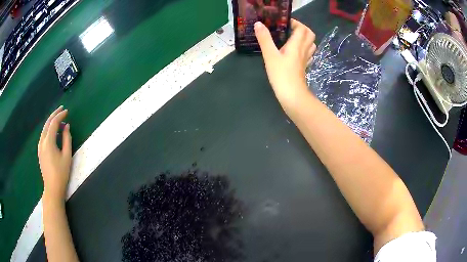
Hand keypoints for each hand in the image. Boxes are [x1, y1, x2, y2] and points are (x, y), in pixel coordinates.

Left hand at [38, 106, 71, 201]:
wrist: (52, 188)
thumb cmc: (61, 173)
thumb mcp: (67, 156)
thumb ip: (66, 139)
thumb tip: (66, 126)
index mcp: (48, 142)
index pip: (54, 123)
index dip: (60, 116)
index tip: (67, 112)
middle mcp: (42, 141)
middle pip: (47, 123)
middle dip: (54, 114)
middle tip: (62, 109)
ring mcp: (40, 146)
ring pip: (44, 129)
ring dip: (51, 122)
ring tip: (60, 121)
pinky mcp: (40, 151)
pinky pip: (44, 135)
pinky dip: (49, 130)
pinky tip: (54, 133)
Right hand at [254, 19, 315, 110]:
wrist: (293, 96)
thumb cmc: (281, 75)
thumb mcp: (270, 55)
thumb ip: (265, 39)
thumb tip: (259, 24)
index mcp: (297, 45)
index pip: (302, 28)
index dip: (295, 22)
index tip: (283, 23)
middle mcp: (304, 50)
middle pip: (310, 34)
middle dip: (301, 28)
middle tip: (289, 29)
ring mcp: (306, 59)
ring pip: (311, 44)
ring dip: (304, 38)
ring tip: (292, 38)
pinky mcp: (304, 67)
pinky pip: (309, 54)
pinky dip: (305, 49)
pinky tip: (296, 52)